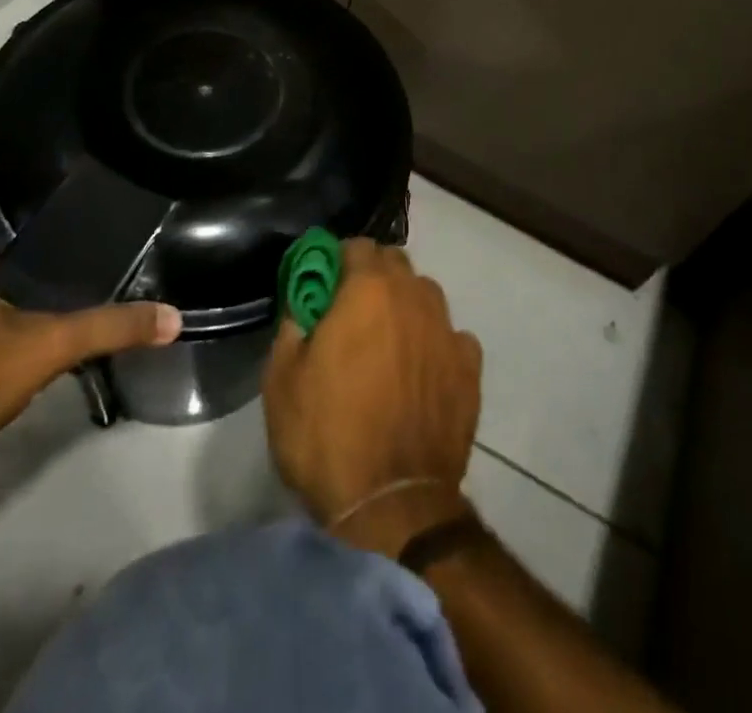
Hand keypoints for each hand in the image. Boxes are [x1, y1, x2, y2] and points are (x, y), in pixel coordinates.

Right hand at [262, 238, 481, 552]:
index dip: (337, 261)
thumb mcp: (281, 381)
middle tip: (351, 314)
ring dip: (405, 306)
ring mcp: (447, 330)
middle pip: (395, 264)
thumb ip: (292, 326)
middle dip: (372, 277)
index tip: (324, 286)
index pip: (357, 246)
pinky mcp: (470, 368)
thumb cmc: (326, 437)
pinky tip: (423, 372)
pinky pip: (452, 337)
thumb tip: (304, 305)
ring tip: (388, 343)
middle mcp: (414, 296)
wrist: (392, 506)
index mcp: (368, 289)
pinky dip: (436, 344)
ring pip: (426, 295)